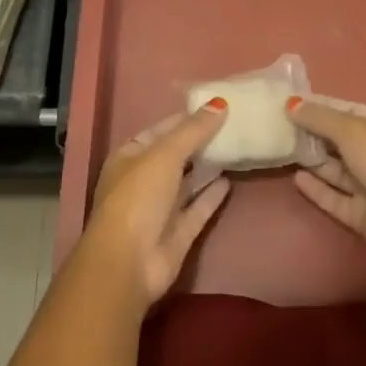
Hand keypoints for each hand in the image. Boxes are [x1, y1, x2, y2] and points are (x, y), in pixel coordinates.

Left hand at [81, 101, 231, 306]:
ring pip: (188, 182)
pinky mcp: (178, 232)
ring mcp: (160, 208)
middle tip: (234, 124)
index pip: (160, 131)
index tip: (216, 107)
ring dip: (208, 166)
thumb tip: (220, 103)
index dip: (185, 119)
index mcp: (130, 158)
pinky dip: (212, 194)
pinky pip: (198, 207)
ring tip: (237, 147)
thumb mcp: (165, 155)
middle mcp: (143, 181)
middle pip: (175, 156)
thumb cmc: (138, 198)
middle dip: (200, 142)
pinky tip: (231, 179)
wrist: (128, 263)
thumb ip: (193, 130)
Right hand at [286, 96, 365, 252]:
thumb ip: (320, 118)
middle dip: (315, 135)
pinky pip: (335, 198)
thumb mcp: (352, 129)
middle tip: (282, 127)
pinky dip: (317, 188)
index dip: (323, 108)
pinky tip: (296, 178)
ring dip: (314, 161)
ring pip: (337, 171)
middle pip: (341, 142)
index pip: (350, 112)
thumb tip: (291, 103)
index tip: (294, 104)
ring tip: (284, 150)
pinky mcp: (362, 213)